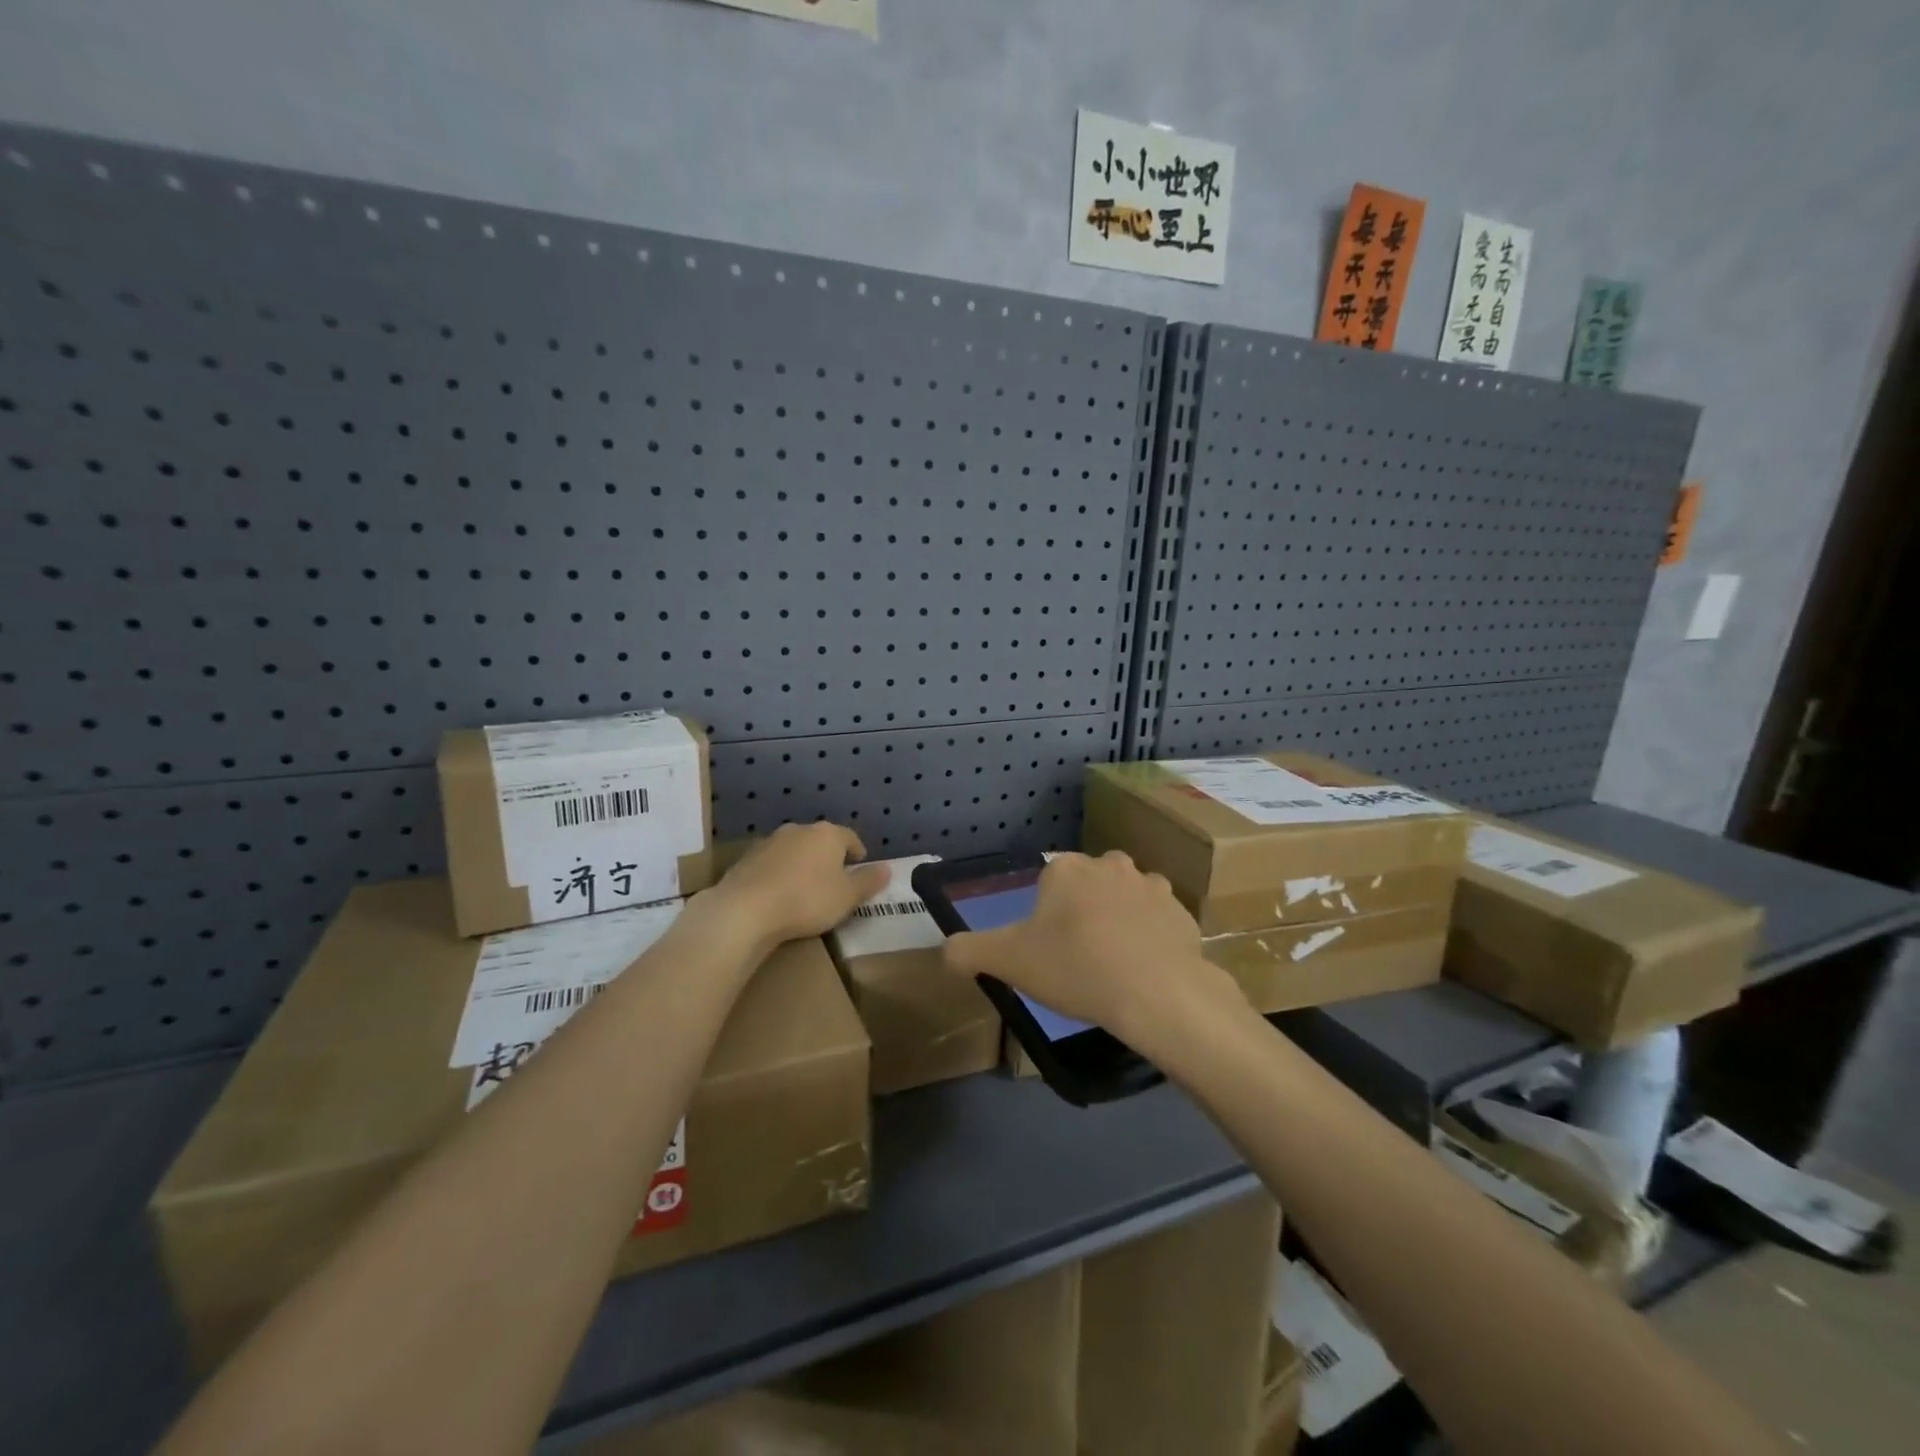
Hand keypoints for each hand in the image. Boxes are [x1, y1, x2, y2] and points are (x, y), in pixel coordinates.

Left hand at [703, 821, 889, 951]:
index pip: (850, 837)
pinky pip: (771, 863)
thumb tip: (887, 868)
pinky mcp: (746, 858)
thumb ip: (868, 881)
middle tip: (834, 878)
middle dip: (828, 856)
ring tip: (805, 887)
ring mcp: (769, 842)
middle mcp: (799, 830)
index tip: (860, 866)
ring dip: (802, 863)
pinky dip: (779, 873)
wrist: (745, 910)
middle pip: (820, 840)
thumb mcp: (847, 897)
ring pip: (794, 849)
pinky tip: (778, 894)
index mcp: (828, 835)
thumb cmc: (807, 900)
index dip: (857, 852)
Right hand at [941, 851, 1239, 1048]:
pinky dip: (1151, 939)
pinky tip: (1144, 971)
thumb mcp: (1007, 962)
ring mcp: (1151, 885)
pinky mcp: (1183, 912)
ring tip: (1113, 965)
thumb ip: (968, 951)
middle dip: (1082, 912)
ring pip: (1125, 899)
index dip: (1044, 916)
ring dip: (1118, 920)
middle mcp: (1109, 864)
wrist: (1157, 994)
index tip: (1047, 950)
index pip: (1048, 881)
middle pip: (1087, 885)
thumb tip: (945, 951)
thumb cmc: (1075, 968)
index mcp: (1066, 868)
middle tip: (1077, 957)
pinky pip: (1158, 921)